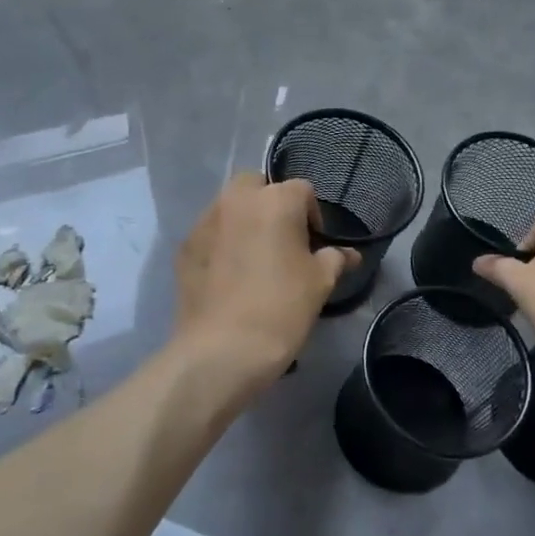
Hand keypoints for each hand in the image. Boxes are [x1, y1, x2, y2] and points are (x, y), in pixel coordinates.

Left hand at [174, 173, 356, 385]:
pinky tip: (230, 275)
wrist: (223, 350)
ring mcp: (205, 222)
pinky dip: (222, 243)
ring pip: (230, 207)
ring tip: (255, 258)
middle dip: (272, 204)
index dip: (313, 215)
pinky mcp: (185, 248)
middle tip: (283, 241)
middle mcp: (237, 200)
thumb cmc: (282, 308)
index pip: (302, 190)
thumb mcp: (320, 283)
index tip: (315, 246)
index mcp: (275, 201)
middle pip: (258, 186)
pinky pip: (210, 234)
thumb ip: (336, 259)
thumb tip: (349, 254)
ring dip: (245, 221)